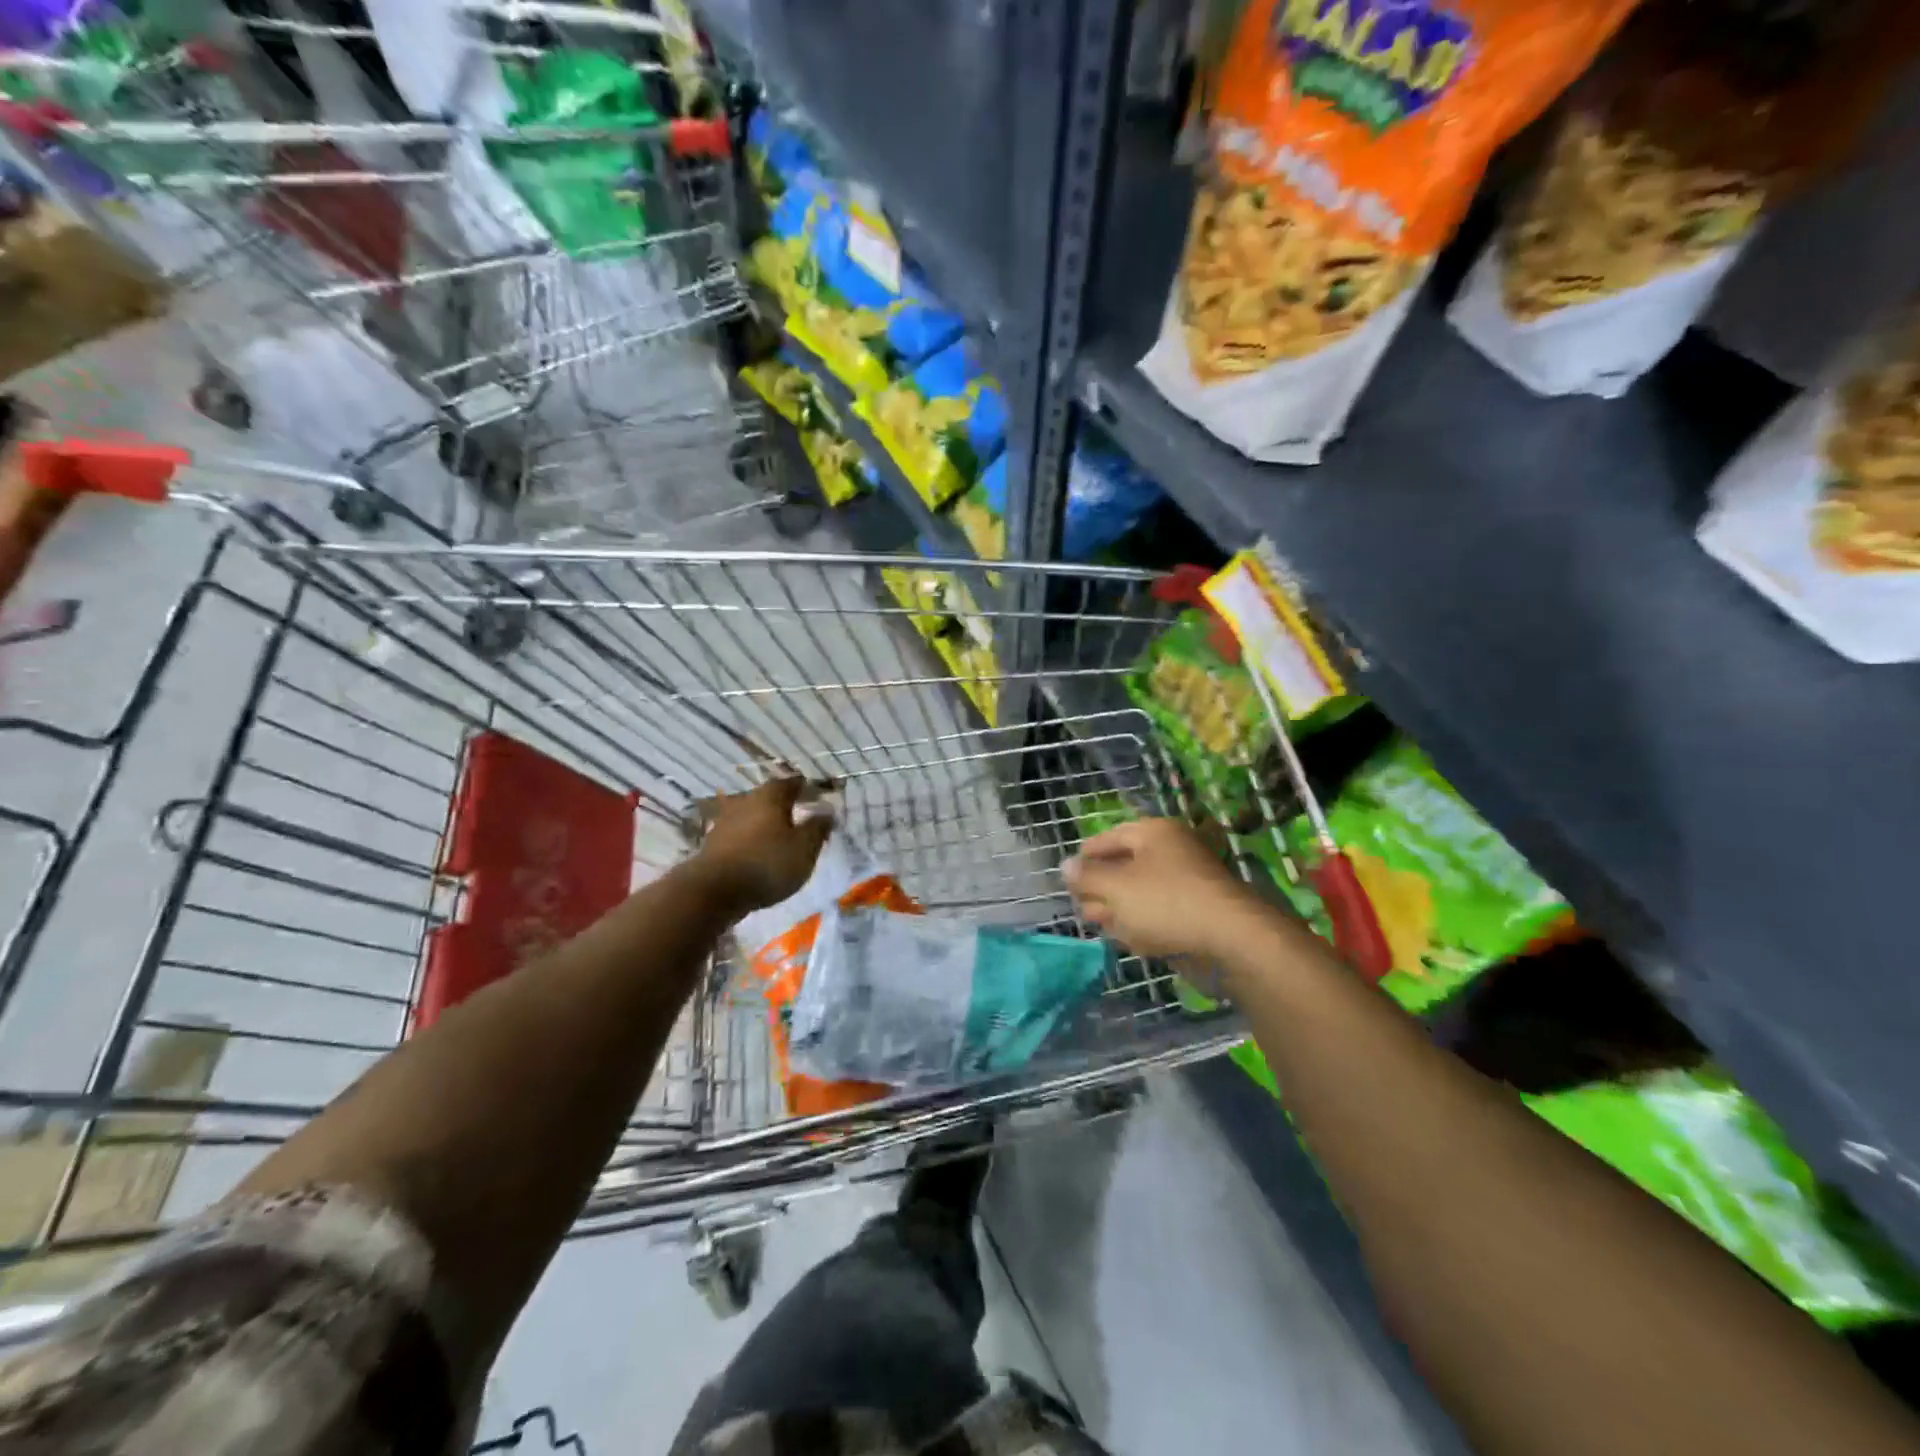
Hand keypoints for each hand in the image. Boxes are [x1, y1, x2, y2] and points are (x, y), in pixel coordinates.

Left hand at [695, 775, 831, 912]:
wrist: (712, 891)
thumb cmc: (767, 863)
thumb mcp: (804, 848)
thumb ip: (817, 828)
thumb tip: (827, 811)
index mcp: (770, 797)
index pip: (791, 783)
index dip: (805, 788)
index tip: (816, 794)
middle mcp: (745, 802)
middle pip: (768, 798)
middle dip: (784, 806)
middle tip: (799, 817)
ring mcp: (725, 823)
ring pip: (751, 817)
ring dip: (765, 825)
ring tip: (779, 839)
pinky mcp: (713, 845)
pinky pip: (739, 836)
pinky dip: (750, 841)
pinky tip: (757, 855)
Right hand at [1063, 818, 1263, 958]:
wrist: (1231, 940)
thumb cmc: (1165, 902)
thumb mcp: (1116, 887)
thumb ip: (1087, 877)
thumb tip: (1066, 865)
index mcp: (1154, 834)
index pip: (1111, 837)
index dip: (1086, 855)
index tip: (1068, 874)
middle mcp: (1172, 852)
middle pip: (1126, 865)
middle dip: (1101, 886)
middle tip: (1080, 904)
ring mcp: (1187, 884)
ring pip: (1142, 893)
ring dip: (1118, 908)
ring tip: (1097, 922)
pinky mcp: (1196, 915)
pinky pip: (1161, 914)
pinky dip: (1143, 923)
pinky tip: (1128, 938)